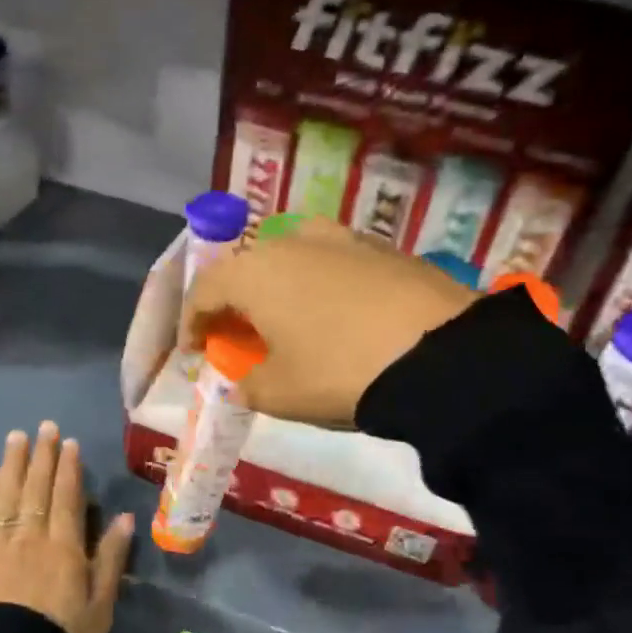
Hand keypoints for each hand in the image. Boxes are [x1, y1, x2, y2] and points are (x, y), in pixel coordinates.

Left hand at [0, 421, 134, 632]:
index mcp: (64, 547)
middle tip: (44, 428)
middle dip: (41, 456)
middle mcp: (29, 537)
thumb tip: (126, 518)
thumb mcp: (100, 606)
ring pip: (6, 496)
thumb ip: (110, 559)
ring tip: (16, 439)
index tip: (69, 443)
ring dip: (13, 465)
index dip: (68, 467)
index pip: (66, 496)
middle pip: (36, 488)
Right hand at [185, 217, 479, 425]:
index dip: (192, 323)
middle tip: (238, 337)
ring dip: (278, 289)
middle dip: (235, 304)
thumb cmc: (338, 372)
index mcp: (254, 272)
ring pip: (291, 259)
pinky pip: (332, 263)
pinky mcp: (382, 247)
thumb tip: (243, 382)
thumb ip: (247, 386)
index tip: (194, 351)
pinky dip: (319, 286)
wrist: (438, 354)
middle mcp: (291, 242)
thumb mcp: (280, 394)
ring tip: (287, 322)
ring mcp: (341, 238)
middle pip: (247, 269)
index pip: (205, 290)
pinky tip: (335, 315)